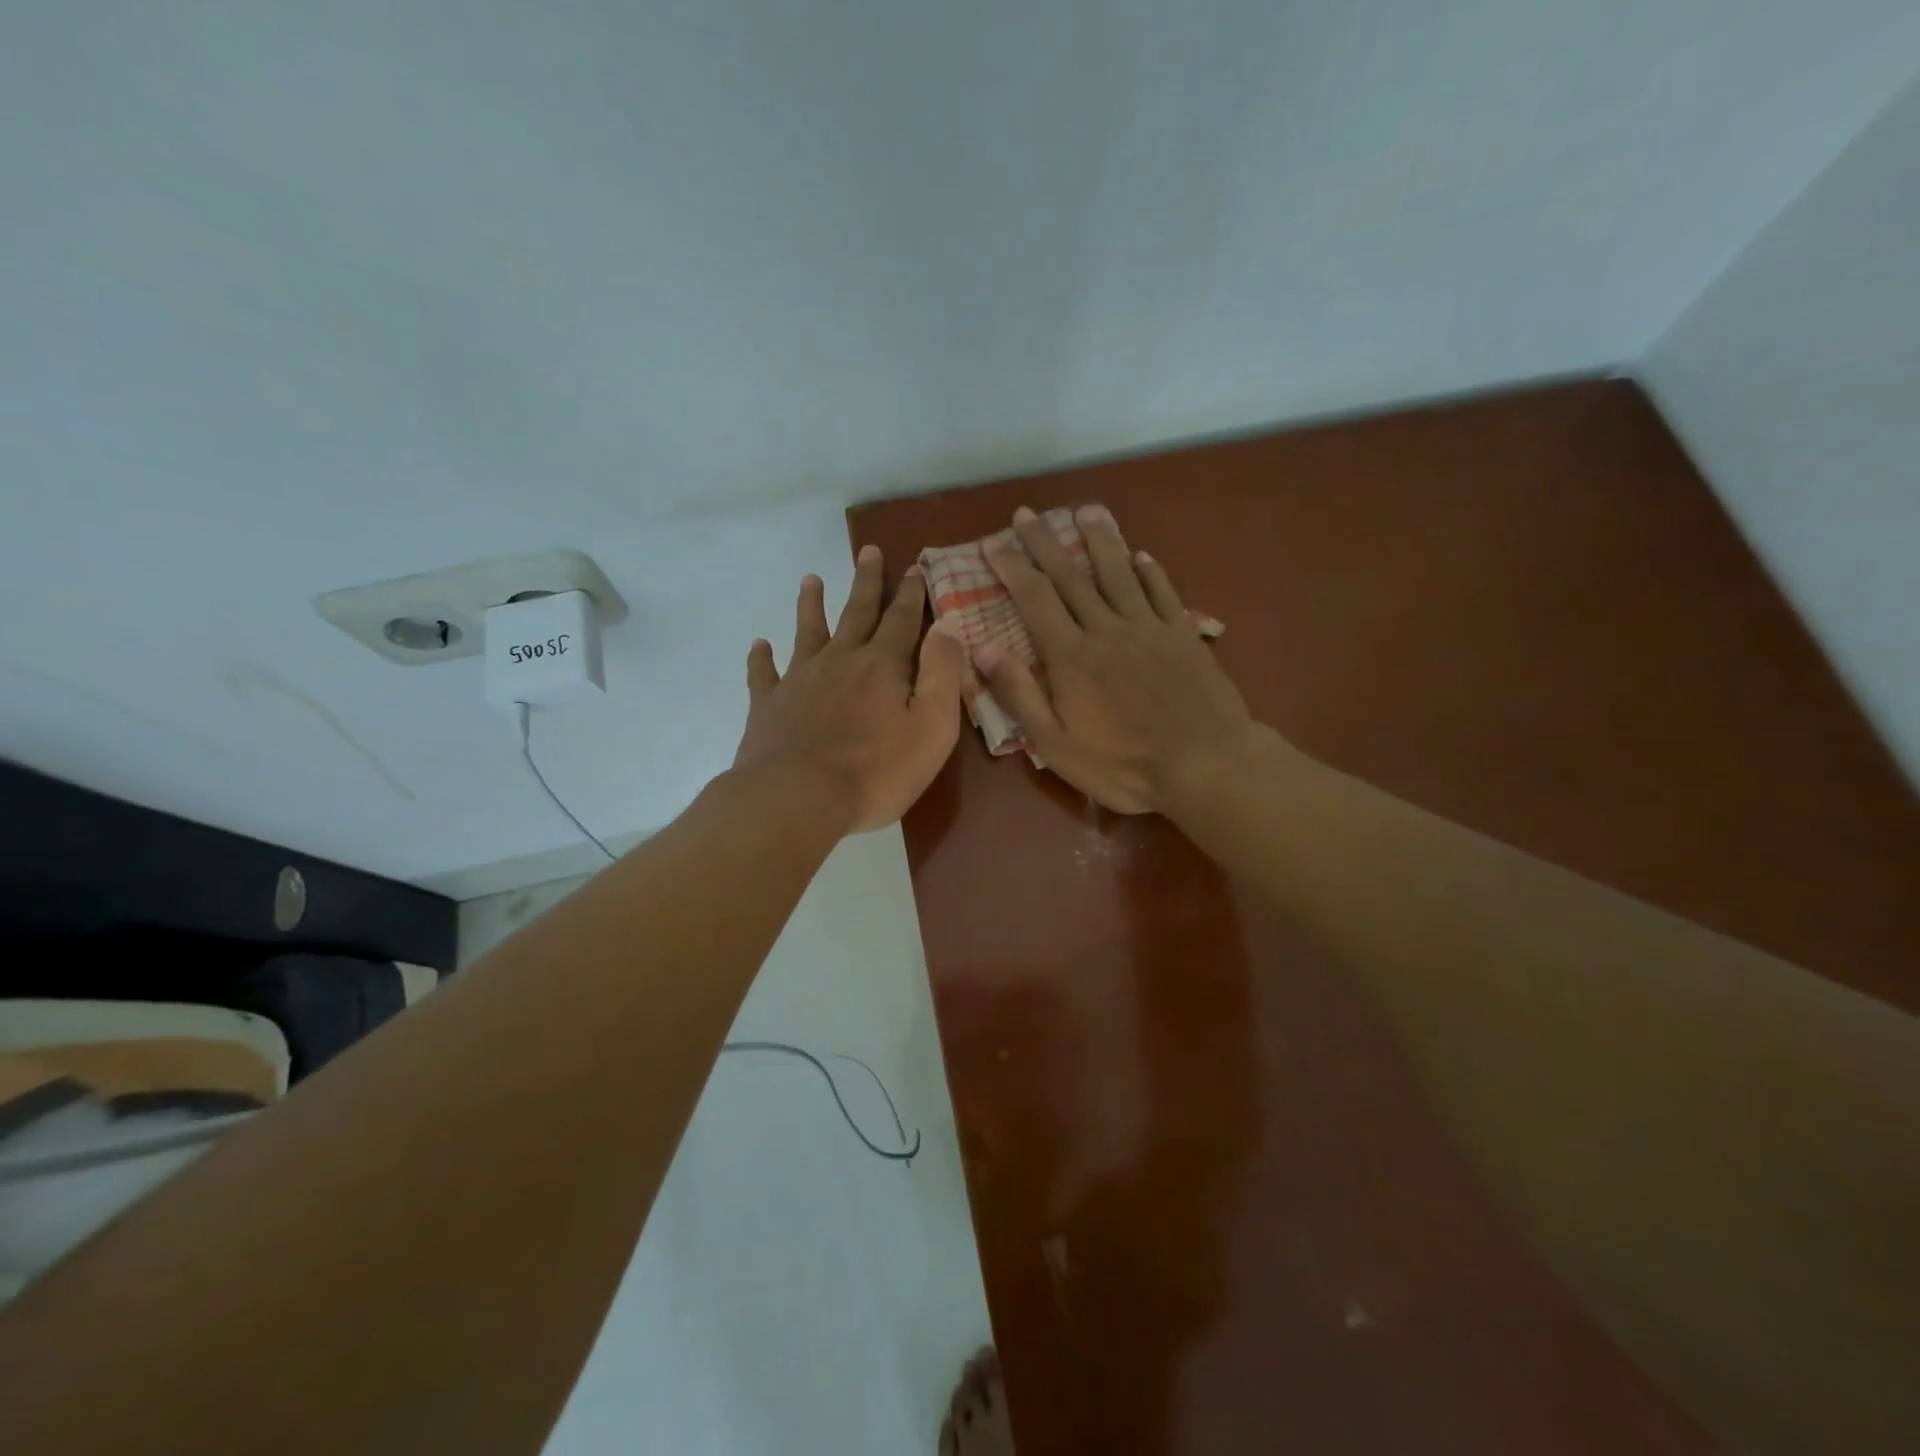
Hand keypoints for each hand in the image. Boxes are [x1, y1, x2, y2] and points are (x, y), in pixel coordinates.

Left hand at [733, 544, 963, 833]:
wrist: (798, 798)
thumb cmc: (876, 771)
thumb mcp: (931, 727)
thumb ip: (941, 674)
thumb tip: (947, 625)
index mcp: (883, 666)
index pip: (902, 620)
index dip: (910, 594)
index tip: (914, 567)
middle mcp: (840, 661)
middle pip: (856, 613)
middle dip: (866, 582)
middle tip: (868, 551)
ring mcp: (799, 680)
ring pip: (808, 632)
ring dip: (811, 605)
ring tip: (810, 579)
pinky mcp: (768, 705)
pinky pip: (764, 673)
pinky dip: (761, 657)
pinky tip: (759, 645)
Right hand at [977, 505, 1258, 814]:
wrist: (1205, 765)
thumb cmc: (1124, 764)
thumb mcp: (1056, 744)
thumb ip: (1020, 694)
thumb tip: (984, 648)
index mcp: (1071, 656)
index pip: (1034, 599)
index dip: (1011, 568)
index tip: (993, 542)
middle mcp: (1107, 629)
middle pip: (1070, 576)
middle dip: (1045, 543)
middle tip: (1026, 514)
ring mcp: (1149, 628)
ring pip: (1118, 573)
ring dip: (1099, 540)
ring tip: (1086, 510)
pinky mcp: (1184, 635)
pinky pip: (1163, 593)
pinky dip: (1150, 571)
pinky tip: (1142, 556)